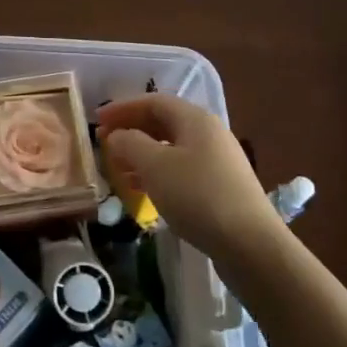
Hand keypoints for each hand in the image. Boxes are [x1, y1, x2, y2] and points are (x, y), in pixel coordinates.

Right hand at [96, 95, 274, 257]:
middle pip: (163, 123)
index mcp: (195, 119)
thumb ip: (129, 143)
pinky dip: (157, 174)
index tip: (96, 121)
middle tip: (104, 144)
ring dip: (141, 155)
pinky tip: (143, 191)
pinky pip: (181, 170)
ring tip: (118, 170)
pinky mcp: (220, 187)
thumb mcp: (154, 165)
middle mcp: (209, 133)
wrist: (250, 245)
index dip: (122, 108)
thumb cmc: (197, 196)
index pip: (152, 101)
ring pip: (171, 148)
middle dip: (131, 131)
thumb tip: (117, 136)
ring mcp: (218, 161)